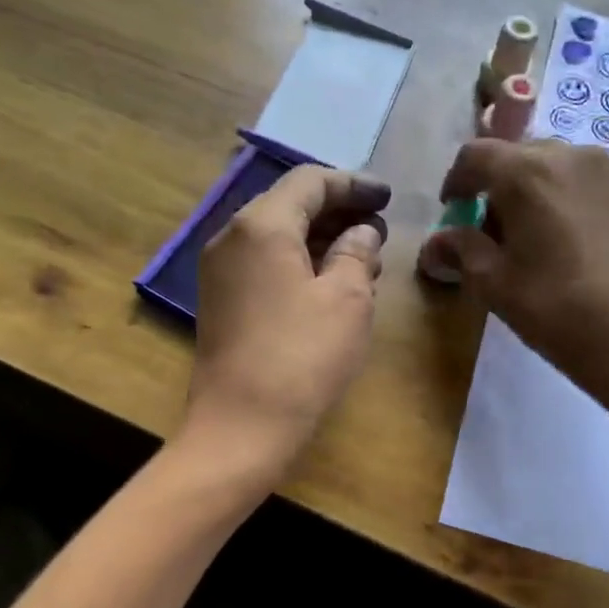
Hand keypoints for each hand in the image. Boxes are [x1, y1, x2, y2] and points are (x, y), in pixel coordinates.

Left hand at [183, 165, 390, 469]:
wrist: (241, 426)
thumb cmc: (302, 357)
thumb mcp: (347, 300)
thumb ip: (357, 253)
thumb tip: (361, 232)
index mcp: (261, 225)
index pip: (310, 181)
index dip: (353, 185)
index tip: (388, 198)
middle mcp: (231, 237)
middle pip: (290, 205)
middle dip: (338, 213)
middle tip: (379, 231)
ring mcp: (220, 272)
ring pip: (277, 237)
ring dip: (320, 241)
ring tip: (363, 261)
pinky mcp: (221, 302)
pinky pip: (264, 265)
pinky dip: (299, 264)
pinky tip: (330, 286)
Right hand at [429, 138, 608, 412]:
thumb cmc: (556, 310)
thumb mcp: (494, 283)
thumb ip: (461, 250)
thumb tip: (437, 242)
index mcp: (527, 171)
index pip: (474, 155)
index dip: (455, 182)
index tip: (452, 213)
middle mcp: (568, 155)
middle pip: (515, 156)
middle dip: (494, 188)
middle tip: (488, 233)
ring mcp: (606, 171)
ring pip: (550, 167)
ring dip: (528, 192)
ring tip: (527, 239)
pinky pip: (579, 181)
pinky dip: (559, 199)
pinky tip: (562, 242)